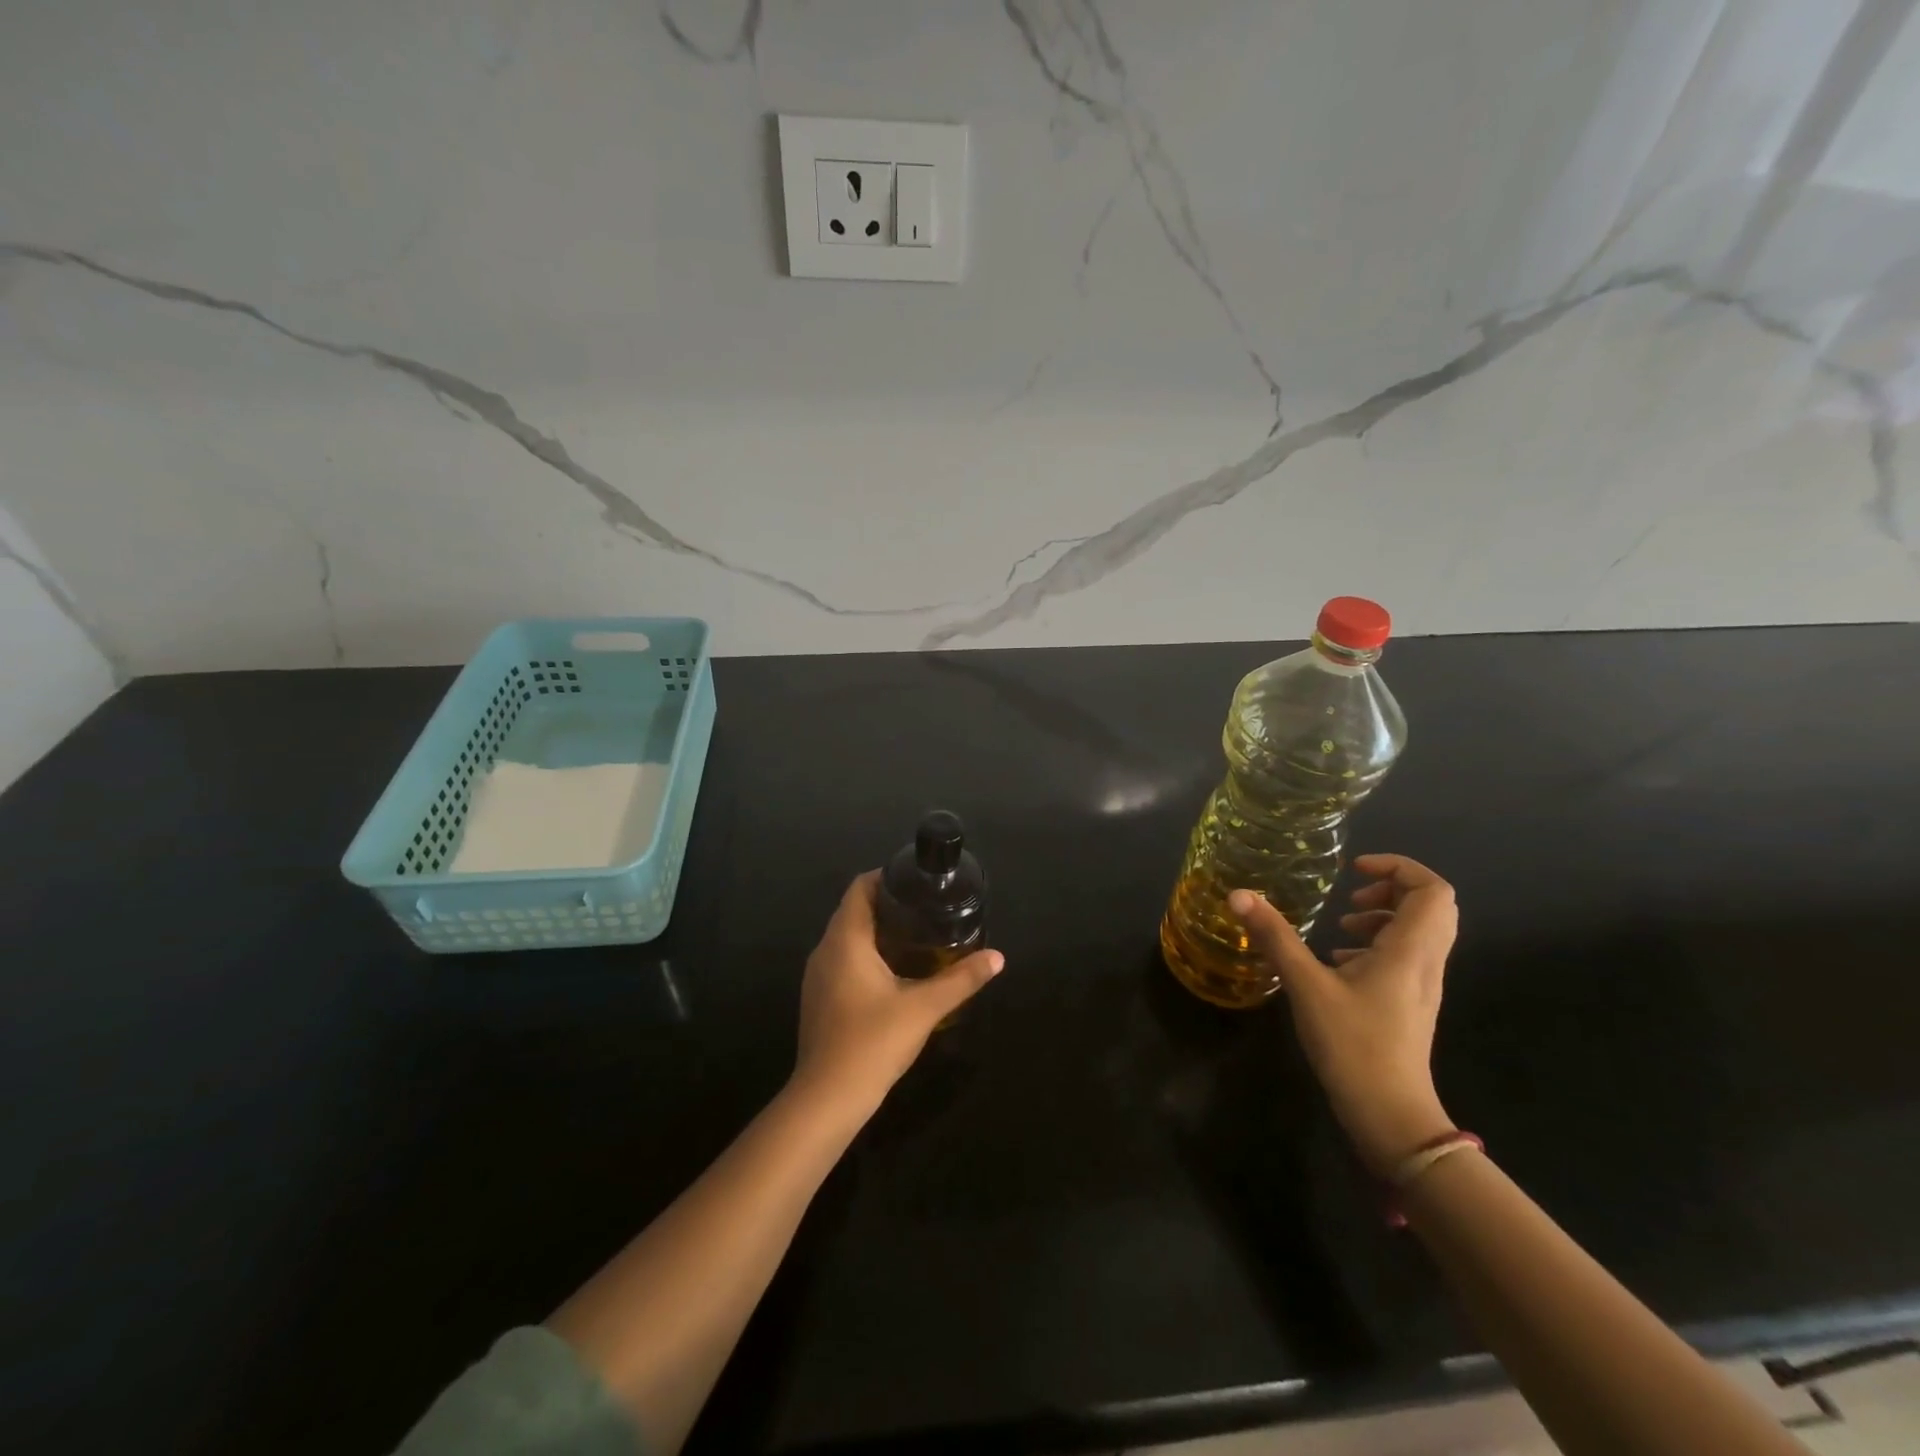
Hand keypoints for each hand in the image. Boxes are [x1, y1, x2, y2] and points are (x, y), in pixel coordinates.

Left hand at [790, 871, 1004, 1120]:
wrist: (827, 1099)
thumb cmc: (872, 1042)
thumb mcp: (924, 1008)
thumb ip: (961, 979)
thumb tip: (997, 957)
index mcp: (845, 939)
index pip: (859, 888)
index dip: (885, 876)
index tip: (916, 881)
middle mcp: (825, 950)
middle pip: (853, 910)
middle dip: (887, 904)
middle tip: (925, 907)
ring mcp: (816, 976)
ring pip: (846, 937)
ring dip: (875, 930)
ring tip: (914, 934)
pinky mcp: (818, 998)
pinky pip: (841, 960)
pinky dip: (864, 954)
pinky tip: (891, 971)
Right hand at [1230, 854, 1457, 1175]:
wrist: (1392, 1116)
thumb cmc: (1354, 1045)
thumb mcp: (1306, 986)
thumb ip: (1275, 937)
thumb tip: (1239, 895)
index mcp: (1409, 950)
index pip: (1433, 890)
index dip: (1398, 867)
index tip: (1353, 870)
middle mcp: (1425, 962)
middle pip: (1432, 907)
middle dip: (1392, 888)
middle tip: (1351, 895)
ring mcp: (1422, 986)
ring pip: (1420, 932)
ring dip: (1384, 917)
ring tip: (1342, 926)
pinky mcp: (1411, 1005)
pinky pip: (1406, 957)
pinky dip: (1377, 945)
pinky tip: (1339, 963)